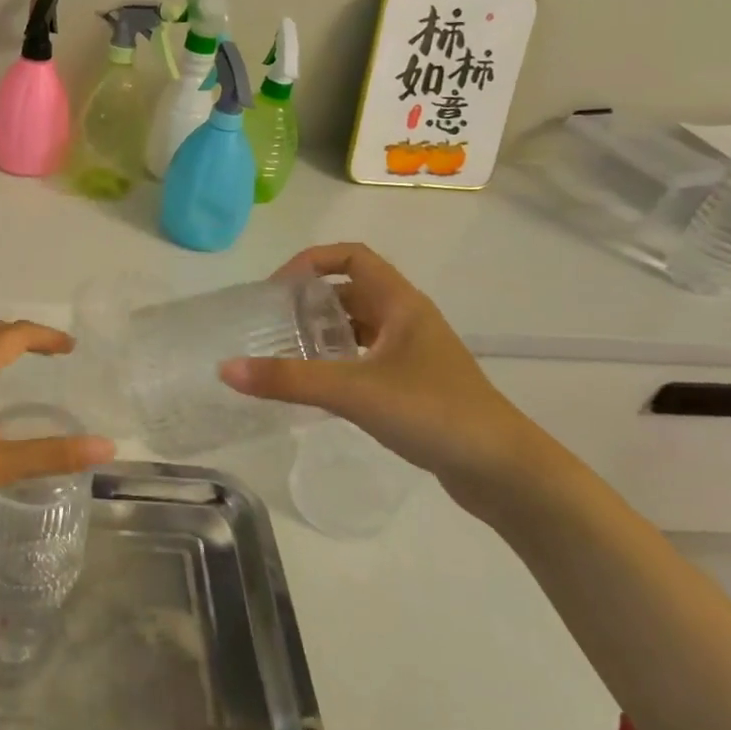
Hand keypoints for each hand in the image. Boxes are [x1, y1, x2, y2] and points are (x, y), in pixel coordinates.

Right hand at [219, 244, 564, 514]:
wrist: (505, 472)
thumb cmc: (433, 413)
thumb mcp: (354, 390)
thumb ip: (288, 379)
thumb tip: (225, 369)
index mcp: (400, 303)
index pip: (352, 257)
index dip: (310, 262)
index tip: (275, 290)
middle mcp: (407, 319)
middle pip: (350, 292)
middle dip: (308, 303)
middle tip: (270, 326)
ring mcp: (414, 354)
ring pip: (358, 328)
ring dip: (323, 334)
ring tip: (286, 355)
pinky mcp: (416, 385)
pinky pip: (366, 358)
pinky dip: (338, 363)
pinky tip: (319, 388)